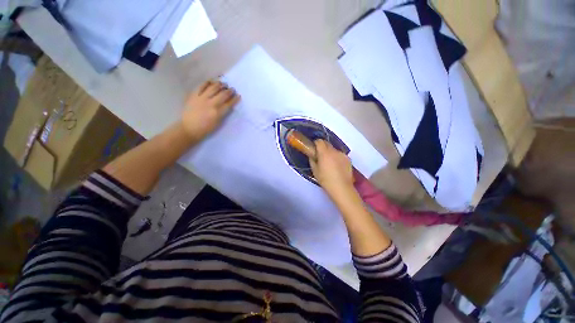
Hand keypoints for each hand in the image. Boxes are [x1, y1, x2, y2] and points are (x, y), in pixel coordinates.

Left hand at [181, 80, 239, 139]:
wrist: (189, 128)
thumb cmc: (206, 128)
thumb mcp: (218, 123)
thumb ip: (223, 113)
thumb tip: (228, 105)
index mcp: (217, 113)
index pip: (229, 104)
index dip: (235, 99)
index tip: (238, 95)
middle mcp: (211, 104)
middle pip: (222, 94)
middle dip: (229, 91)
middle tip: (232, 89)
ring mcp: (201, 98)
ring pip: (212, 88)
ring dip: (219, 85)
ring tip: (223, 83)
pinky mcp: (193, 95)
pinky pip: (201, 86)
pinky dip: (207, 83)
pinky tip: (211, 81)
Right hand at [310, 140, 355, 199]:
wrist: (341, 188)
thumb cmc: (325, 180)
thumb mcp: (315, 171)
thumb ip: (312, 160)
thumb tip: (312, 155)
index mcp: (324, 153)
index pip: (319, 141)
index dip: (315, 143)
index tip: (314, 148)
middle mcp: (334, 151)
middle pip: (327, 143)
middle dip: (322, 147)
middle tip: (320, 155)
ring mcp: (342, 154)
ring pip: (334, 149)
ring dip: (330, 153)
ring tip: (330, 162)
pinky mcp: (348, 158)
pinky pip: (340, 155)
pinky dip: (337, 157)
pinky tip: (337, 166)